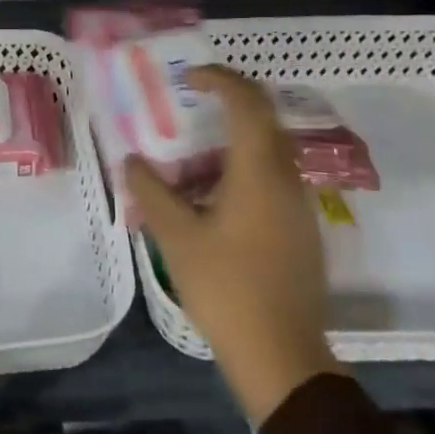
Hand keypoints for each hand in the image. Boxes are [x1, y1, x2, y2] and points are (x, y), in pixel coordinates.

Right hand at [124, 66, 343, 427]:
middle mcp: (287, 179)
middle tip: (192, 103)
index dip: (220, 79)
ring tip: (193, 159)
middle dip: (230, 102)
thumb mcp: (177, 237)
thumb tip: (132, 160)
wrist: (282, 355)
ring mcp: (300, 205)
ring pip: (270, 151)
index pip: (248, 102)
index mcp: (259, 172)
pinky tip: (213, 197)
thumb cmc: (226, 288)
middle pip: (265, 119)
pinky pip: (273, 178)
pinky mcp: (302, 229)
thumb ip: (152, 191)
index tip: (189, 78)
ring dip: (234, 140)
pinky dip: (244, 168)